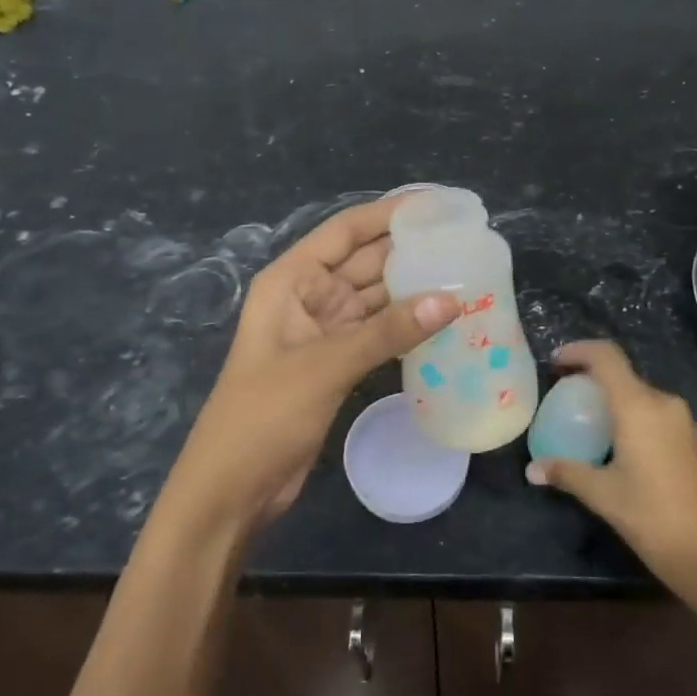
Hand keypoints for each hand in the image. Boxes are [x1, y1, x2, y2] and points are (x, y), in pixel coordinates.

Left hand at [156, 195, 459, 537]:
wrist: (232, 490)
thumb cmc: (264, 415)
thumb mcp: (326, 366)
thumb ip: (388, 331)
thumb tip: (452, 299)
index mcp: (291, 280)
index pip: (345, 232)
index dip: (388, 213)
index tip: (435, 205)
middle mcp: (307, 296)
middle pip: (364, 261)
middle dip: (408, 250)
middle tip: (463, 240)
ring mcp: (323, 331)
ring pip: (375, 298)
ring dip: (412, 289)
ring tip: (464, 274)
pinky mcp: (336, 363)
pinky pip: (377, 332)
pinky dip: (405, 326)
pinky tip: (442, 320)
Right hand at [526, 341, 696, 601]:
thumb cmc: (653, 518)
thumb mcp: (603, 494)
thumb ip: (566, 473)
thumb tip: (532, 470)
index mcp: (638, 406)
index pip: (606, 357)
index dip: (578, 351)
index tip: (554, 362)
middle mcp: (662, 403)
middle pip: (622, 373)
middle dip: (591, 377)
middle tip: (564, 394)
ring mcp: (681, 421)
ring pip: (639, 393)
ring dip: (612, 397)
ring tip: (586, 418)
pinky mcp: (691, 439)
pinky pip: (653, 412)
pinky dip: (630, 414)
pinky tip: (616, 442)